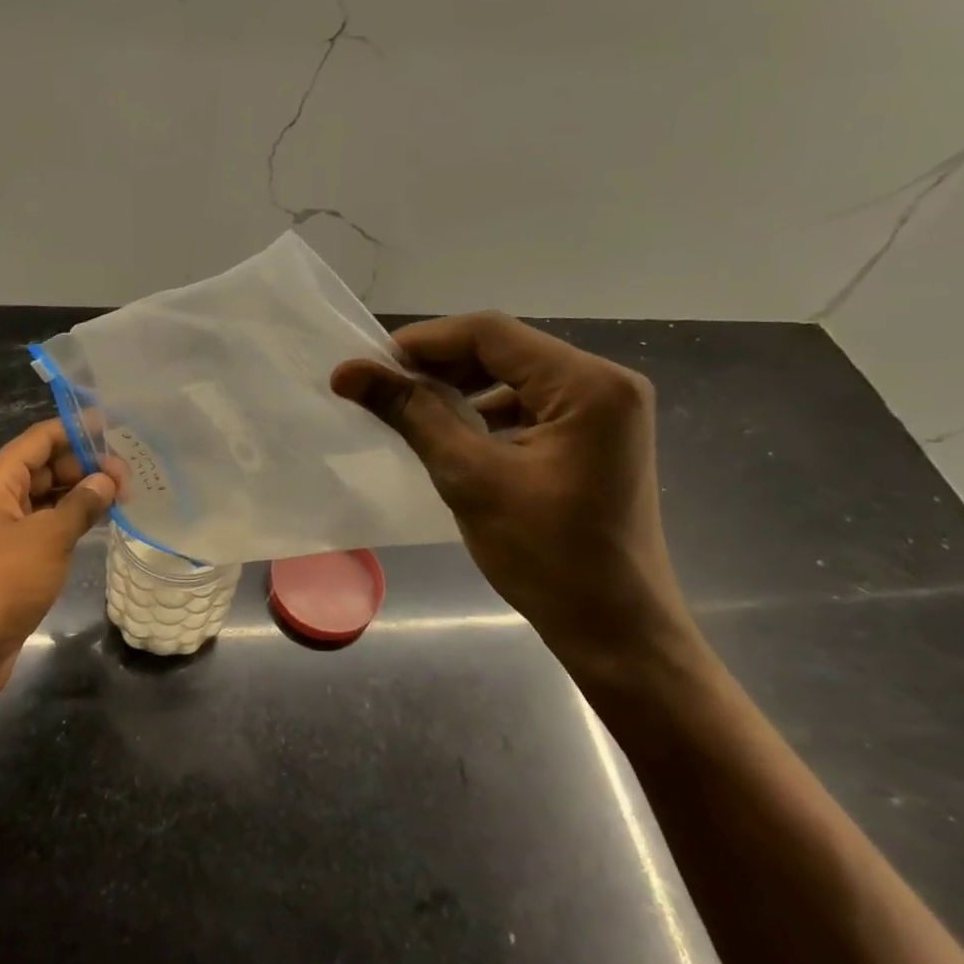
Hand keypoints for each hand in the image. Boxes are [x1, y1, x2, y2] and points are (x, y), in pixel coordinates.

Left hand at [0, 418, 115, 713]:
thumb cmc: (0, 583)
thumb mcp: (47, 538)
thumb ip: (80, 504)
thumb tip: (106, 479)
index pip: (40, 439)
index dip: (76, 430)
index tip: (117, 428)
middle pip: (45, 466)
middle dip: (86, 465)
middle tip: (131, 474)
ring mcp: (5, 530)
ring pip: (48, 498)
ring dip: (82, 494)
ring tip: (125, 494)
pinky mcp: (13, 560)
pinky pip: (47, 527)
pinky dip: (72, 521)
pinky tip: (102, 522)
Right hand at [332, 312, 698, 688]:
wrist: (615, 631)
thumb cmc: (547, 557)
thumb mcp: (470, 477)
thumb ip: (411, 413)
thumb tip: (348, 371)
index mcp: (588, 384)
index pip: (491, 333)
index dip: (424, 341)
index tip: (371, 365)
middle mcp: (605, 383)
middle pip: (505, 350)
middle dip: (440, 365)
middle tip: (384, 388)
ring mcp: (605, 411)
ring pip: (515, 377)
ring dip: (461, 389)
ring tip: (410, 409)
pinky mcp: (595, 437)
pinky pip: (531, 406)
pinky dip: (486, 413)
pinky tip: (452, 434)